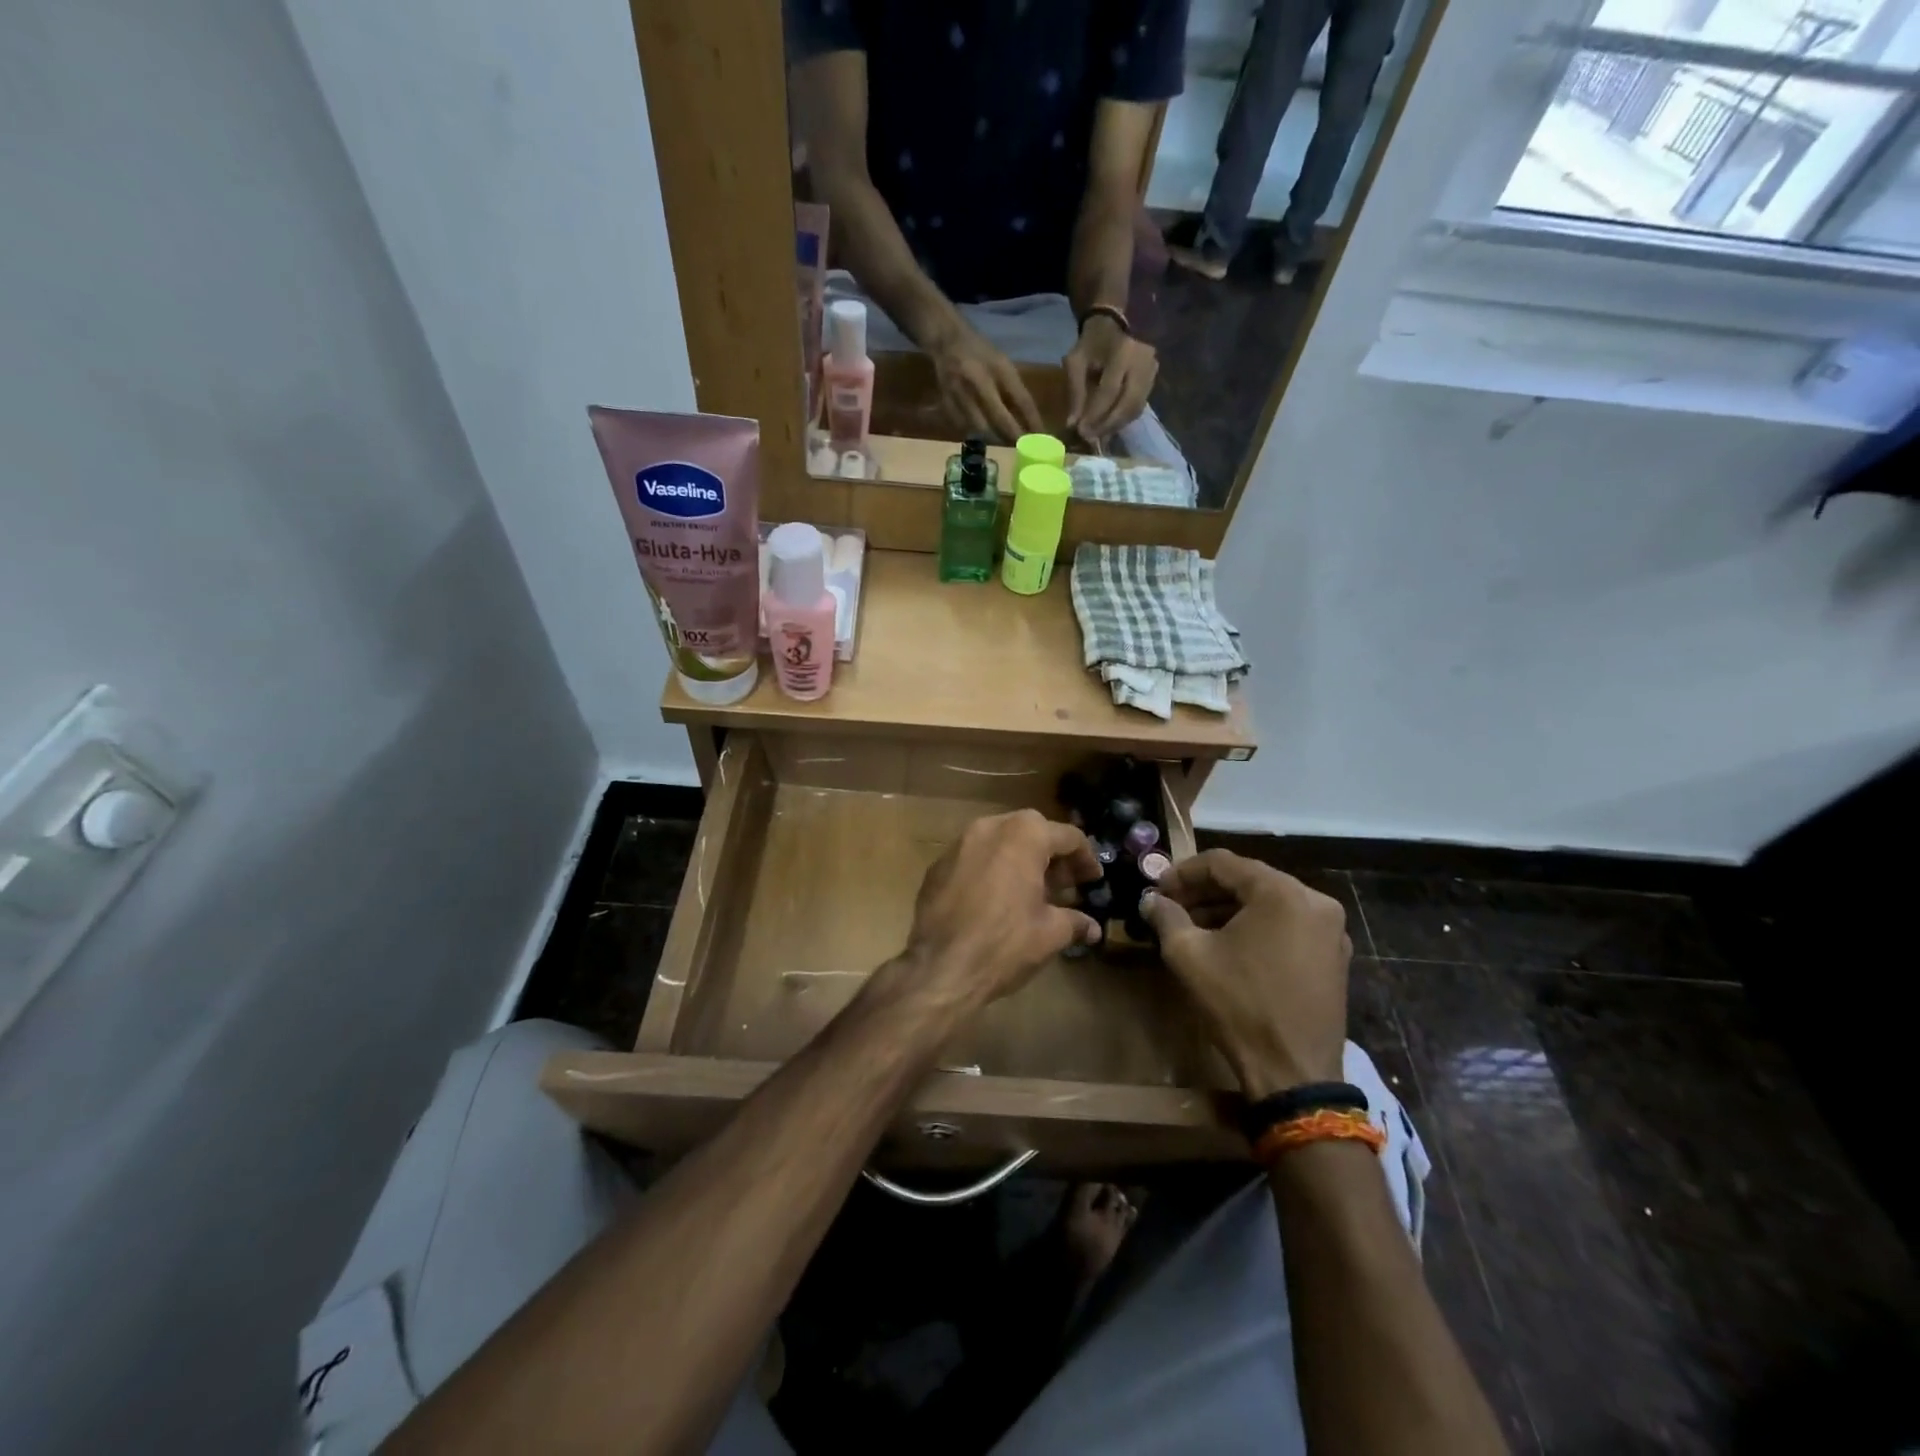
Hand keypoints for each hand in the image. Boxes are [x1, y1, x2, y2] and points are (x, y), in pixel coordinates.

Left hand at [900, 809, 1101, 1011]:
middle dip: (1052, 856)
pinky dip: (992, 870)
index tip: (1093, 880)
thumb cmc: (1004, 943)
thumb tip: (1092, 927)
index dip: (1086, 858)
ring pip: (999, 841)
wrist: (939, 968)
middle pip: (1031, 831)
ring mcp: (958, 844)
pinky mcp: (937, 866)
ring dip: (1020, 860)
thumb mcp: (1051, 933)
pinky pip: (974, 858)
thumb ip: (1075, 922)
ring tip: (1032, 892)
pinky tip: (997, 900)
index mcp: (1024, 835)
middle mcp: (989, 827)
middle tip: (1065, 885)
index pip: (1068, 836)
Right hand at [927, 322, 1045, 442]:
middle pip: (1000, 419)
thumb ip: (1014, 389)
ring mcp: (961, 393)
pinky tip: (981, 435)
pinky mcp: (947, 403)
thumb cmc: (980, 352)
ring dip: (994, 438)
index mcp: (999, 368)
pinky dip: (975, 434)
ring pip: (981, 428)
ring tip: (1002, 444)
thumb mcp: (1002, 363)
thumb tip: (1029, 421)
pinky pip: (964, 428)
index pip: (1021, 400)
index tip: (1041, 438)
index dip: (1032, 421)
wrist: (946, 341)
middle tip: (1021, 448)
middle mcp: (979, 381)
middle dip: (1013, 436)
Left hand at [1063, 315, 1157, 445]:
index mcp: (1122, 352)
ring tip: (1099, 435)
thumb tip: (1073, 425)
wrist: (1115, 323)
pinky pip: (1140, 406)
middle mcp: (1142, 362)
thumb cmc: (1092, 343)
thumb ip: (1075, 392)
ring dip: (1116, 425)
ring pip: (1136, 408)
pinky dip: (1124, 419)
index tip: (1081, 431)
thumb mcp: (1076, 362)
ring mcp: (1152, 370)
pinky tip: (1110, 426)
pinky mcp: (1154, 379)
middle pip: (1128, 403)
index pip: (1109, 391)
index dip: (1095, 414)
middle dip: (1108, 425)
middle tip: (1091, 438)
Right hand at [1141, 850, 1350, 1097]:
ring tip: (1193, 926)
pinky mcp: (1334, 956)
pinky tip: (1228, 945)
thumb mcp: (1189, 956)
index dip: (1183, 872)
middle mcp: (1314, 900)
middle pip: (1248, 880)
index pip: (1222, 863)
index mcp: (1281, 892)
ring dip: (1229, 909)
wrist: (1295, 1073)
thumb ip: (1166, 917)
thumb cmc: (1239, 1005)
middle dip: (1205, 891)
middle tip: (1171, 906)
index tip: (1157, 890)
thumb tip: (1151, 900)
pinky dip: (1256, 926)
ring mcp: (1330, 929)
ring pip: (1268, 902)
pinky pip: (1288, 924)